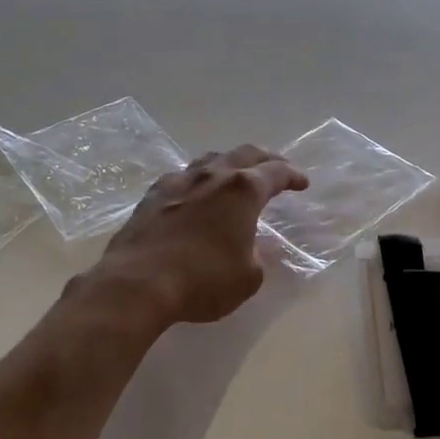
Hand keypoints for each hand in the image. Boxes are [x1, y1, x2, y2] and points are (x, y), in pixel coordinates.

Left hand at [88, 145, 308, 328]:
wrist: (137, 284)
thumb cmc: (202, 281)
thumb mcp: (247, 278)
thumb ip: (257, 258)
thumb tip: (250, 249)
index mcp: (243, 190)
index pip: (276, 173)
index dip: (293, 176)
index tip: (302, 183)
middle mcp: (213, 176)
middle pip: (245, 154)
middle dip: (266, 159)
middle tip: (277, 168)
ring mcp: (179, 181)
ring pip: (211, 159)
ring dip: (230, 163)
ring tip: (236, 174)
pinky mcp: (152, 195)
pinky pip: (183, 176)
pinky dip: (199, 179)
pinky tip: (196, 191)